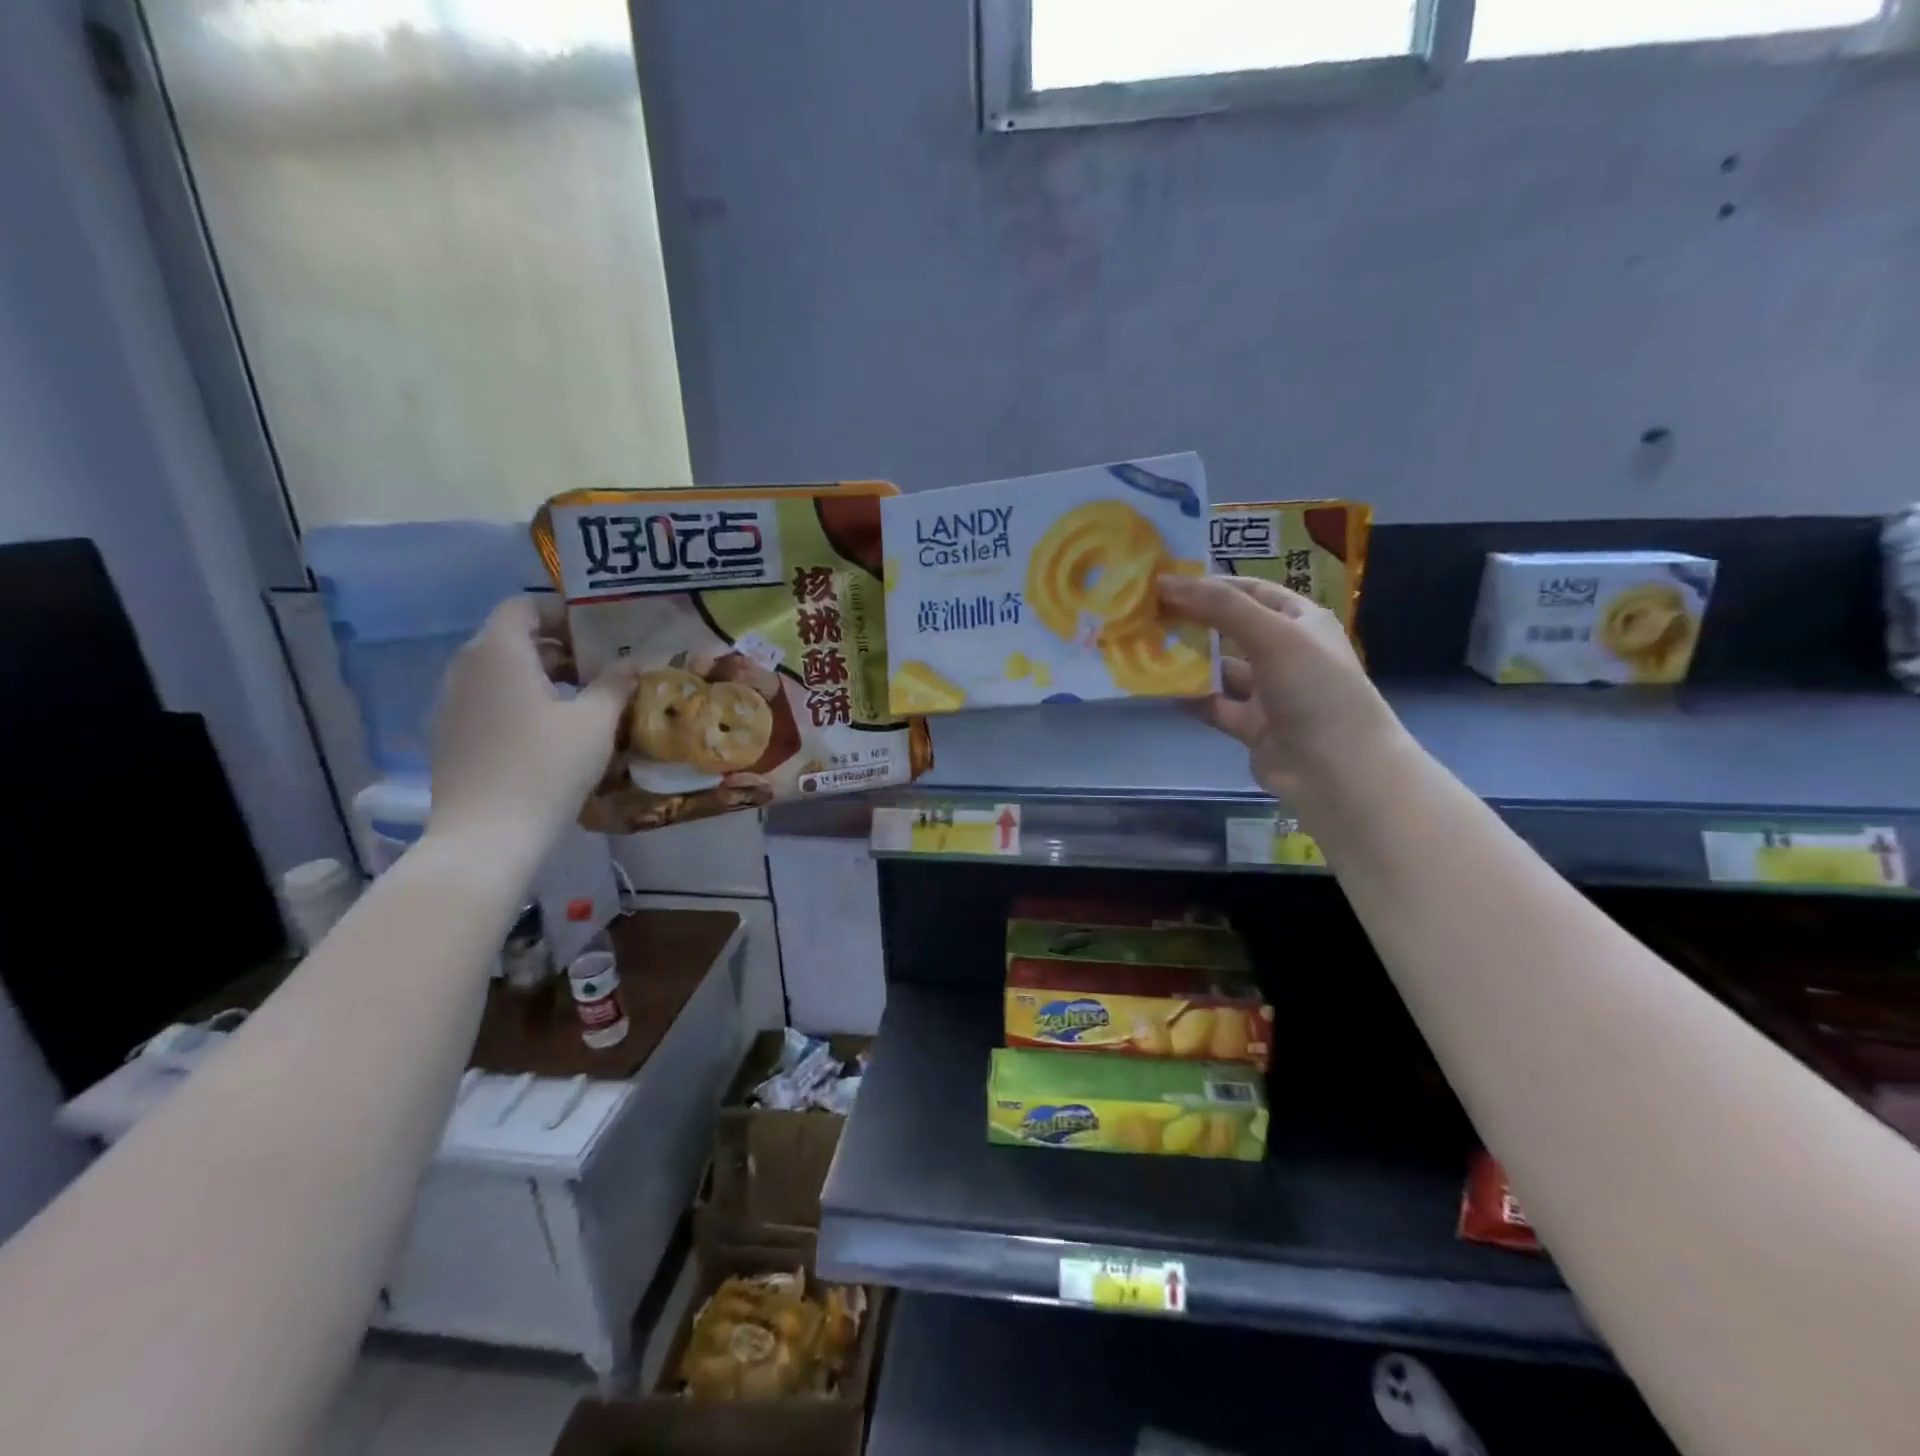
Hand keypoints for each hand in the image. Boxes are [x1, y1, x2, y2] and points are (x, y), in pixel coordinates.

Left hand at [426, 596, 636, 843]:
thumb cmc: (547, 766)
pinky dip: (519, 699)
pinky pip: (488, 699)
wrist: (488, 836)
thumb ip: (615, 684)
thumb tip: (632, 663)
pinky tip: (550, 730)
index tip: (599, 632)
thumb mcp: (595, 722)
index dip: (562, 612)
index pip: (523, 606)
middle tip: (599, 665)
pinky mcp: (449, 735)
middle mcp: (465, 667)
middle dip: (557, 645)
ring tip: (581, 698)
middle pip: (511, 637)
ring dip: (539, 673)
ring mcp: (451, 703)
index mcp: (498, 652)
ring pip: (499, 670)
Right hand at [1158, 574, 1406, 798]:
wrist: (1336, 769)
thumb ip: (1220, 607)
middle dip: (1193, 620)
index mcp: (1302, 622)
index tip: (1167, 582)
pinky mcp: (1252, 726)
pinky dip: (1190, 696)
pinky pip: (1214, 704)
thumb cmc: (1314, 688)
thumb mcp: (1272, 635)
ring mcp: (1269, 692)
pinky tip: (1159, 687)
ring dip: (1188, 659)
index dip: (1212, 584)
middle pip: (1231, 628)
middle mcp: (1286, 652)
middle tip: (1147, 613)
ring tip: (1146, 647)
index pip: (1252, 591)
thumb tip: (1167, 582)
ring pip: (1220, 668)